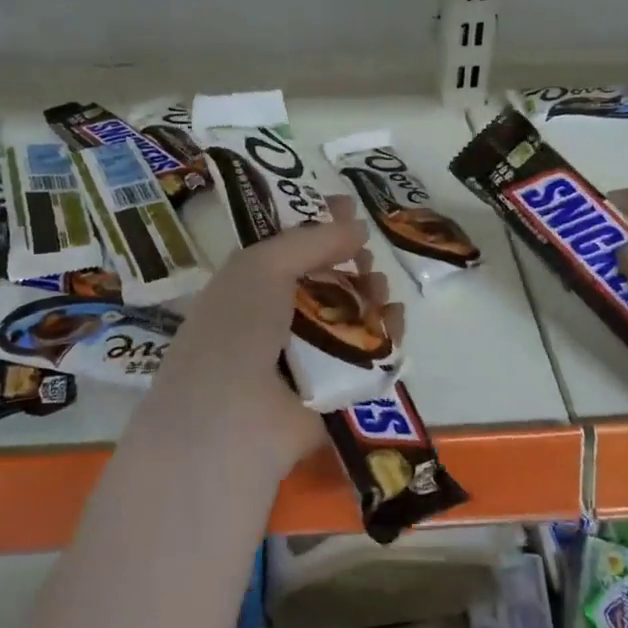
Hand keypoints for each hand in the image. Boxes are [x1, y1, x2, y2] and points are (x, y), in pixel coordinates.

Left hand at [153, 198, 401, 477]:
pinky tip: (395, 320)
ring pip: (349, 316)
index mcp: (248, 287)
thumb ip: (312, 240)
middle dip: (350, 262)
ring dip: (370, 296)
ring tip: (380, 290)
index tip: (350, 206)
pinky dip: (385, 335)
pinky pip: (367, 354)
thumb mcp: (262, 266)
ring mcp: (305, 357)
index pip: (289, 248)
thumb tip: (357, 228)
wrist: (232, 420)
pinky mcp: (335, 390)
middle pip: (325, 280)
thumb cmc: (237, 329)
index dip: (318, 226)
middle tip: (366, 258)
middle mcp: (274, 319)